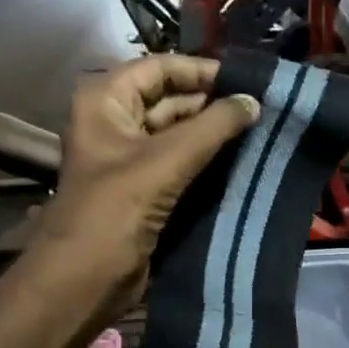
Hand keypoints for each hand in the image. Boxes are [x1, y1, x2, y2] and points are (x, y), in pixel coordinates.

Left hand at [33, 55, 260, 316]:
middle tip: (263, 110)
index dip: (202, 71)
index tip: (249, 81)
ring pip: (180, 135)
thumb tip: (254, 102)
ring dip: (215, 135)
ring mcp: (131, 159)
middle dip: (213, 104)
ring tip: (261, 133)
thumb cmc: (115, 211)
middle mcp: (116, 122)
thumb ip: (213, 127)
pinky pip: (183, 166)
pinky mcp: (147, 190)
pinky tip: (243, 162)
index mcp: (106, 101)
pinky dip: (209, 162)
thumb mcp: (165, 161)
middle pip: (171, 100)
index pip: (160, 68)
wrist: (85, 279)